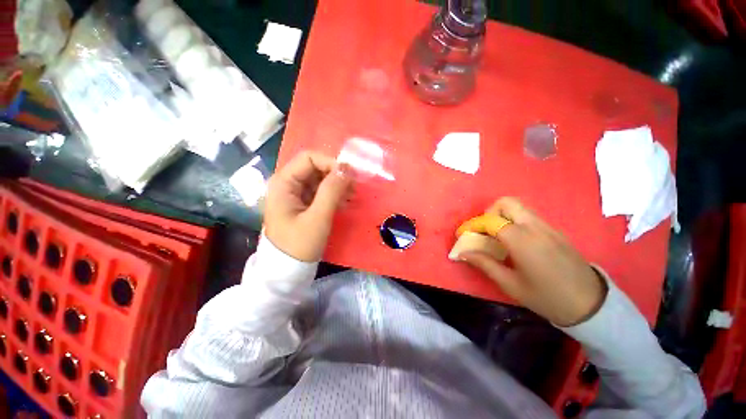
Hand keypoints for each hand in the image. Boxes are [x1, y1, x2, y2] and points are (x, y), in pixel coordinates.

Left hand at [264, 151, 353, 261]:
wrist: (287, 271)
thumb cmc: (299, 245)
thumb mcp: (318, 217)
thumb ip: (332, 191)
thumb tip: (347, 168)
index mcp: (283, 183)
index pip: (309, 158)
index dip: (331, 163)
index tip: (349, 177)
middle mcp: (287, 184)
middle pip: (315, 168)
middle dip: (336, 175)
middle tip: (354, 188)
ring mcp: (295, 195)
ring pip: (320, 180)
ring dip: (337, 185)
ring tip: (351, 197)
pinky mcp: (303, 204)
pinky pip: (320, 192)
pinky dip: (333, 195)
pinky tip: (344, 203)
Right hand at [458, 197, 607, 326]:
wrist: (590, 304)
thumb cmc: (546, 297)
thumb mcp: (509, 283)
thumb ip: (483, 263)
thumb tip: (461, 253)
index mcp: (521, 239)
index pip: (490, 220)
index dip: (472, 225)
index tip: (463, 234)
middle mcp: (534, 226)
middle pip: (506, 203)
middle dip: (489, 213)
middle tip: (484, 231)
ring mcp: (547, 226)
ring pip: (518, 207)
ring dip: (501, 215)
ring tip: (496, 235)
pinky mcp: (554, 231)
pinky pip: (528, 216)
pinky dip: (514, 220)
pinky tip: (513, 240)